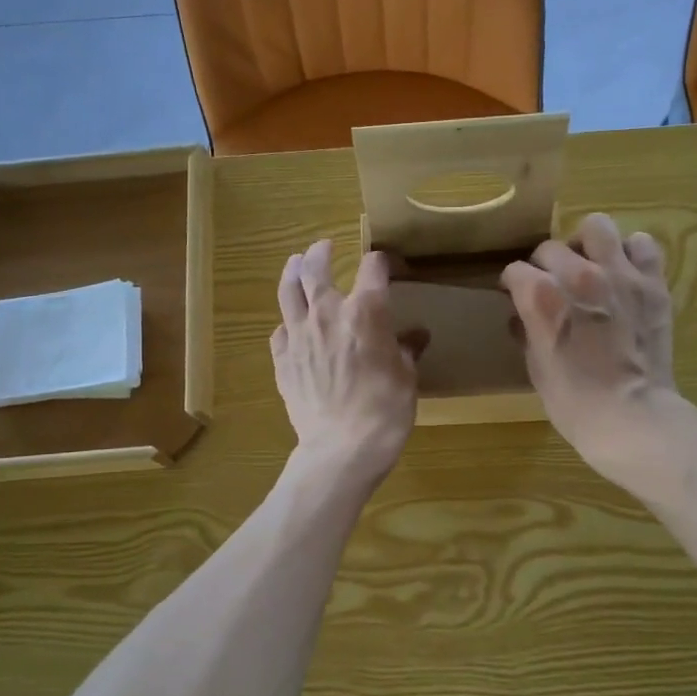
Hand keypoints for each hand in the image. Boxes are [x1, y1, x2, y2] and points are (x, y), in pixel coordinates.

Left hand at [272, 240, 425, 486]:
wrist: (341, 448)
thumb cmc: (384, 411)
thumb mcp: (407, 378)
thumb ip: (407, 350)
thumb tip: (416, 336)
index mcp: (364, 312)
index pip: (372, 268)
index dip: (380, 261)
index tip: (385, 265)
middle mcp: (327, 314)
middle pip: (316, 269)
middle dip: (321, 253)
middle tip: (324, 247)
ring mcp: (298, 336)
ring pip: (288, 292)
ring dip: (292, 273)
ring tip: (295, 264)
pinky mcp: (282, 360)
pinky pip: (280, 331)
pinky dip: (287, 323)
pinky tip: (291, 327)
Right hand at [501, 213, 686, 491]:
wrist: (631, 417)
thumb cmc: (573, 402)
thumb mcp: (535, 366)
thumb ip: (529, 330)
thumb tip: (525, 315)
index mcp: (541, 297)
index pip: (516, 271)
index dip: (513, 285)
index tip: (516, 296)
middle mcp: (578, 275)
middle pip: (551, 247)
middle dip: (546, 265)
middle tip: (554, 287)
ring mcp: (619, 274)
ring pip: (597, 227)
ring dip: (588, 245)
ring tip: (590, 266)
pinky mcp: (653, 283)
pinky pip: (643, 245)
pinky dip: (632, 254)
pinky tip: (625, 273)